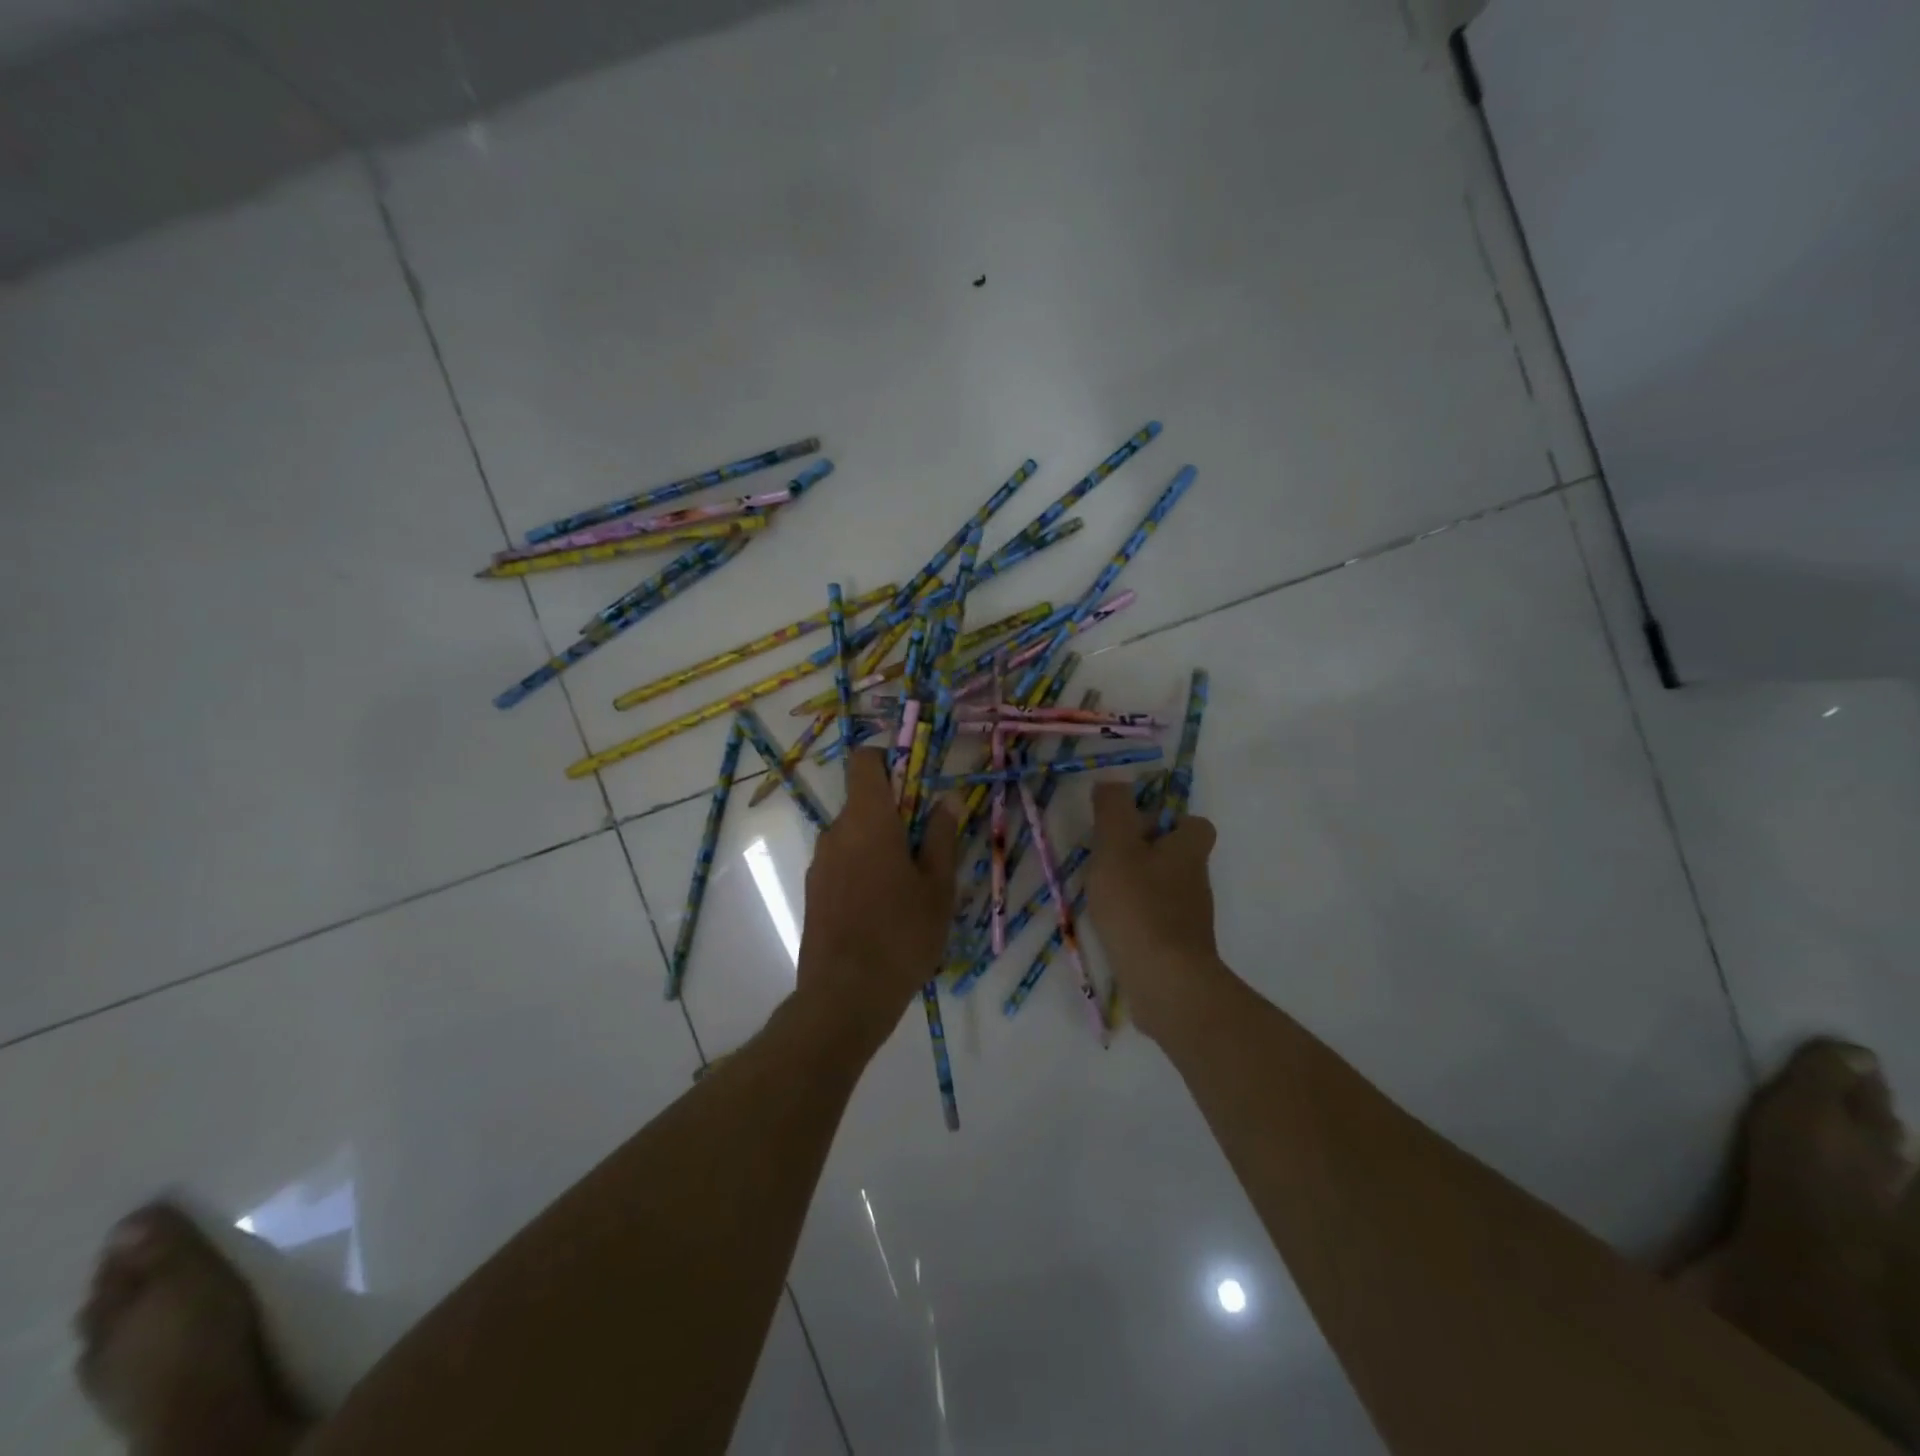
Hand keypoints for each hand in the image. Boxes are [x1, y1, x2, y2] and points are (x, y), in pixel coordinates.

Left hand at [798, 749, 958, 1048]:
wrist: (844, 996)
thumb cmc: (902, 934)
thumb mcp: (938, 886)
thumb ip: (942, 836)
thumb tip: (948, 798)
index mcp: (868, 820)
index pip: (865, 761)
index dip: (889, 760)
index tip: (917, 784)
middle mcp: (836, 831)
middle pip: (864, 801)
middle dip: (896, 813)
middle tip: (929, 847)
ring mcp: (820, 863)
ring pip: (855, 835)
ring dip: (881, 845)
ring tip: (911, 886)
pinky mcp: (814, 891)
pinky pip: (843, 862)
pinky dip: (864, 869)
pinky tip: (885, 909)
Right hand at [1086, 780, 1224, 1042]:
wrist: (1166, 982)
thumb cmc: (1139, 905)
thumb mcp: (1116, 847)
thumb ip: (1113, 809)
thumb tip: (1112, 781)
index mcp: (1189, 850)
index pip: (1194, 824)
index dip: (1167, 820)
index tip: (1133, 827)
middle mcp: (1196, 880)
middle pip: (1176, 856)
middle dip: (1144, 854)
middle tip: (1107, 859)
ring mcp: (1190, 918)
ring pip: (1164, 889)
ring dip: (1137, 887)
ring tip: (1102, 894)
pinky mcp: (1179, 948)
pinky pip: (1156, 921)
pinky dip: (1136, 919)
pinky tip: (1111, 927)